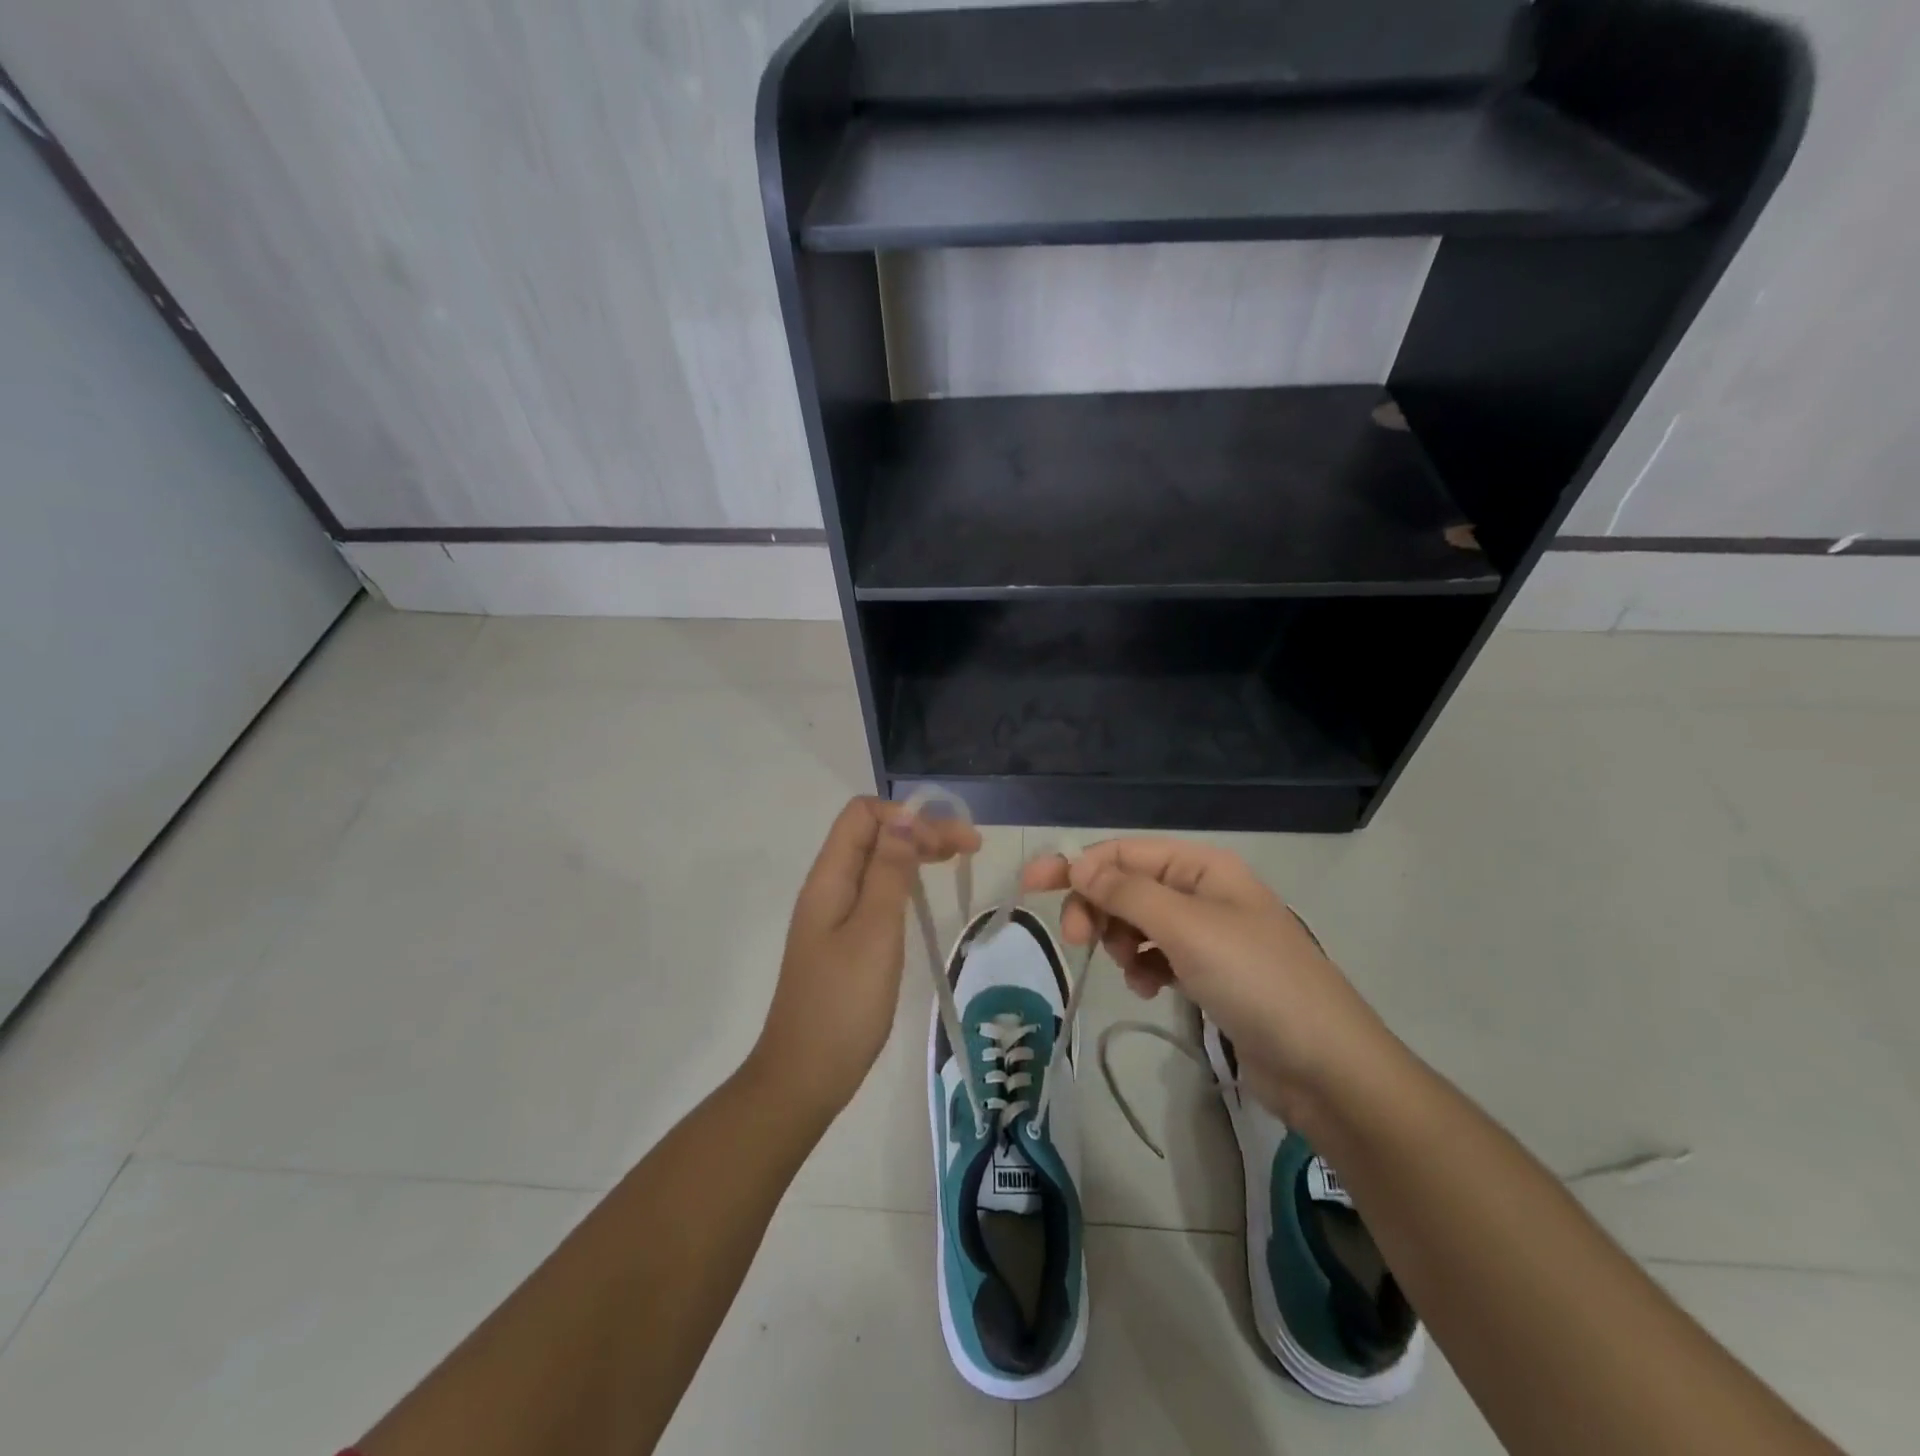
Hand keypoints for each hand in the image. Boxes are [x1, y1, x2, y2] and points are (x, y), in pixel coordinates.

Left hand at [751, 797, 980, 1118]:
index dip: (907, 816)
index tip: (948, 842)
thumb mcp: (874, 931)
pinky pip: (875, 892)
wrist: (805, 1076)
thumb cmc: (844, 1003)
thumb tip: (904, 818)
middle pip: (873, 835)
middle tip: (969, 847)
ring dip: (915, 853)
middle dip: (920, 830)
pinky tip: (924, 895)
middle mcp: (828, 887)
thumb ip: (889, 872)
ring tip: (956, 860)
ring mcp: (834, 915)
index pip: (862, 814)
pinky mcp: (843, 940)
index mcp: (829, 878)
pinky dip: (904, 882)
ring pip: (876, 863)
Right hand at [1022, 839, 1387, 1121]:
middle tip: (1078, 939)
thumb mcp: (1187, 928)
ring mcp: (1208, 934)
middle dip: (1099, 907)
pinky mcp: (1209, 974)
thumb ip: (1127, 892)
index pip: (1124, 852)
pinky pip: (1157, 956)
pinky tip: (1149, 989)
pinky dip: (1143, 967)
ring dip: (1121, 941)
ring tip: (1130, 970)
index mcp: (1203, 867)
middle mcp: (1204, 892)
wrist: (1325, 1068)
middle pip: (1128, 885)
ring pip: (1138, 922)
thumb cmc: (1256, 981)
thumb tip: (1077, 863)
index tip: (1030, 886)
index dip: (1076, 864)